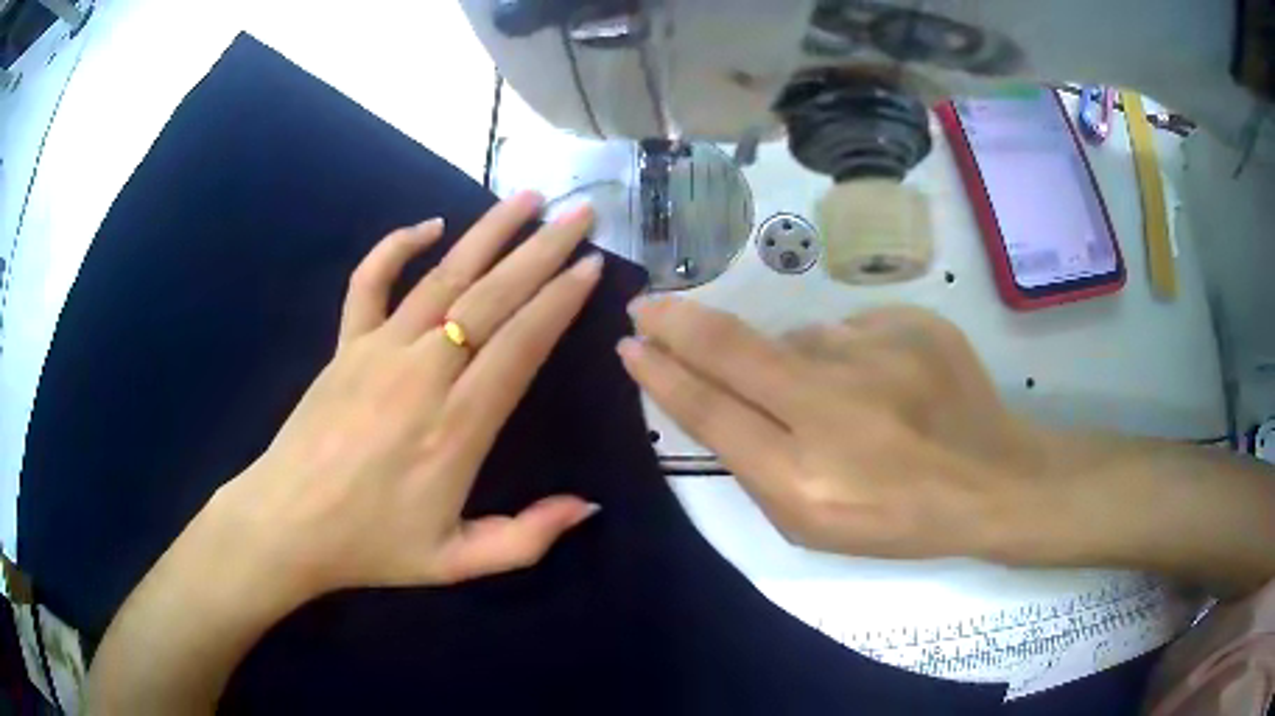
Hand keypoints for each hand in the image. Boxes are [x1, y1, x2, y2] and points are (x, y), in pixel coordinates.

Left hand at [92, 193, 606, 714]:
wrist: (288, 525)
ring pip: (442, 277)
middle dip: (542, 252)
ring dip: (488, 233)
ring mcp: (378, 351)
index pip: (520, 344)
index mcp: (457, 427)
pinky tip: (428, 224)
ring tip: (528, 199)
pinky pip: (368, 282)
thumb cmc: (371, 546)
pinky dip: (395, 246)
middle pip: (491, 297)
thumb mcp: (456, 563)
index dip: (560, 301)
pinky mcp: (344, 345)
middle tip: (580, 216)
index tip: (591, 267)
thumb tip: (588, 507)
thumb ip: (526, 538)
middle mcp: (422, 374)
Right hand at [620, 299, 1274, 592]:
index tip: (631, 345)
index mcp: (805, 481)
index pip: (710, 411)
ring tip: (844, 402)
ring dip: (794, 361)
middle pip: (732, 350)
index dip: (662, 374)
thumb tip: (728, 389)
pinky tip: (885, 386)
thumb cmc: (899, 521)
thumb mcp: (814, 526)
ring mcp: (879, 356)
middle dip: (679, 324)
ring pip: (799, 339)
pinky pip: (851, 331)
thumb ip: (758, 461)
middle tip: (649, 307)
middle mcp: (834, 411)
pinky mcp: (912, 323)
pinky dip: (850, 355)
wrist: (994, 480)